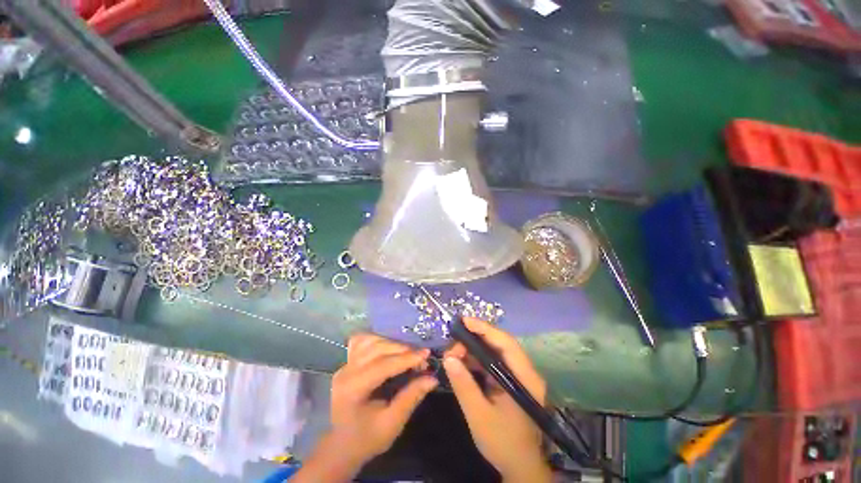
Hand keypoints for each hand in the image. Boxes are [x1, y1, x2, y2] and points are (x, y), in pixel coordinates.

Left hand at [293, 333, 436, 482]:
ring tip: (408, 352)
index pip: (383, 365)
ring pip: (370, 341)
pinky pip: (362, 341)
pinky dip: (378, 339)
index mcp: (353, 389)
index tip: (426, 354)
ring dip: (391, 343)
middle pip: (377, 349)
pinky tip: (389, 345)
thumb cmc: (367, 439)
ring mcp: (345, 365)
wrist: (341, 445)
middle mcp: (346, 372)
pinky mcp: (347, 362)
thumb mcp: (391, 424)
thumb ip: (411, 397)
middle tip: (421, 358)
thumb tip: (432, 378)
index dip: (406, 358)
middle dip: (402, 350)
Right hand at [444, 318, 551, 482]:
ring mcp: (518, 375)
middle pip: (500, 344)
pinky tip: (462, 362)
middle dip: (475, 339)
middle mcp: (525, 372)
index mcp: (525, 378)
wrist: (519, 467)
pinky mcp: (510, 380)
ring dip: (473, 349)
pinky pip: (492, 362)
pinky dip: (476, 360)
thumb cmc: (503, 443)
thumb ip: (464, 385)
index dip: (485, 328)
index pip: (506, 343)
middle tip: (453, 343)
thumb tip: (449, 358)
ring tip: (454, 352)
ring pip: (494, 351)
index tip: (464, 321)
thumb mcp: (479, 415)